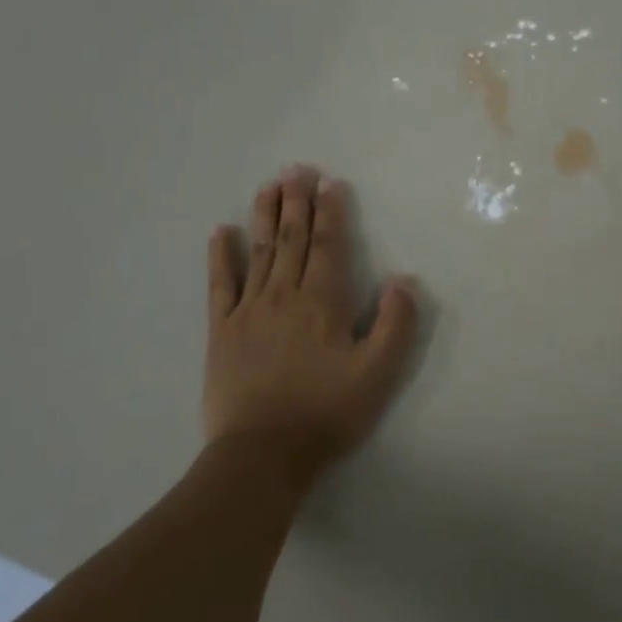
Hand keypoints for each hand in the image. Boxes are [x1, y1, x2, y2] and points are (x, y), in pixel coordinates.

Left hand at [204, 167, 417, 475]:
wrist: (264, 453)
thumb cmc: (327, 412)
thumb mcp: (379, 373)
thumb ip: (395, 323)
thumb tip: (401, 279)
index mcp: (322, 302)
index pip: (328, 245)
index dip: (330, 211)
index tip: (329, 182)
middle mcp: (284, 295)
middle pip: (292, 239)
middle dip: (296, 201)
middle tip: (296, 168)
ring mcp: (249, 310)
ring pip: (260, 251)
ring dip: (265, 216)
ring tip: (268, 185)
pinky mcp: (222, 331)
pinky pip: (220, 285)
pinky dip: (220, 257)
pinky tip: (221, 232)